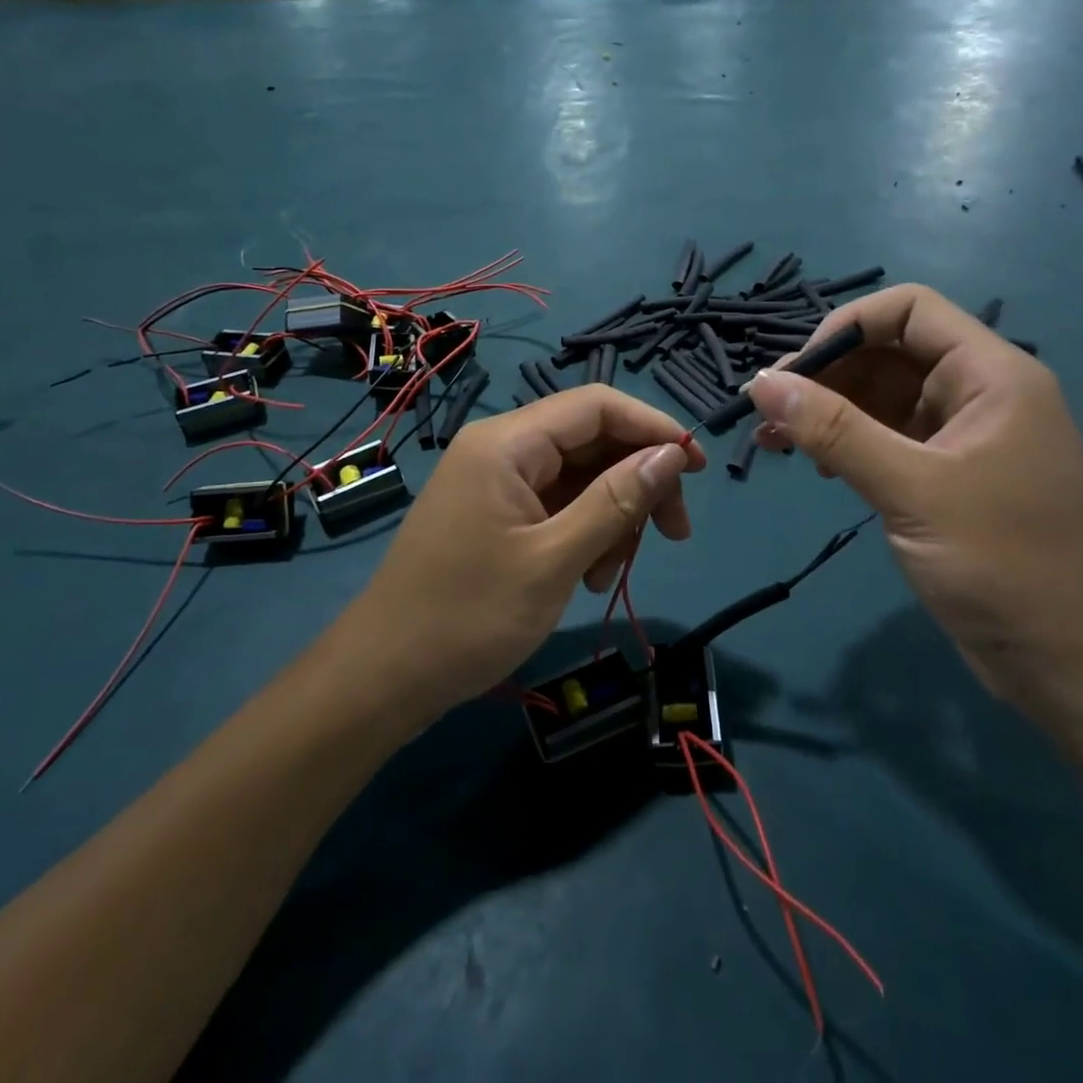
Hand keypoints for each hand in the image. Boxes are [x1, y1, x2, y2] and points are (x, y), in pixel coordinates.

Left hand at [349, 388, 705, 721]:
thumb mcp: (554, 560)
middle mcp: (502, 448)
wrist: (385, 677)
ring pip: (581, 476)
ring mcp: (498, 481)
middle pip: (592, 440)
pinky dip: (585, 532)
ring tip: (610, 573)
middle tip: (673, 534)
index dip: (653, 428)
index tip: (697, 468)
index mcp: (507, 442)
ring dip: (611, 517)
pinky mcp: (497, 511)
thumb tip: (672, 454)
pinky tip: (588, 575)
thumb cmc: (468, 618)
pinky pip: (558, 503)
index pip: (597, 405)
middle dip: (637, 482)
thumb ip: (616, 502)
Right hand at [748, 284, 1082, 716]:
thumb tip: (760, 382)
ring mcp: (963, 438)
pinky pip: (887, 439)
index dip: (846, 326)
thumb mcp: (911, 490)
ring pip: (882, 398)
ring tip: (775, 443)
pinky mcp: (948, 478)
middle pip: (889, 353)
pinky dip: (846, 445)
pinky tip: (816, 468)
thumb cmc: (1005, 565)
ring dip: (827, 412)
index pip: (909, 310)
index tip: (795, 372)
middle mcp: (978, 394)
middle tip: (767, 414)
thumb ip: (834, 430)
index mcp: (990, 375)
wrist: (1075, 666)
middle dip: (825, 376)